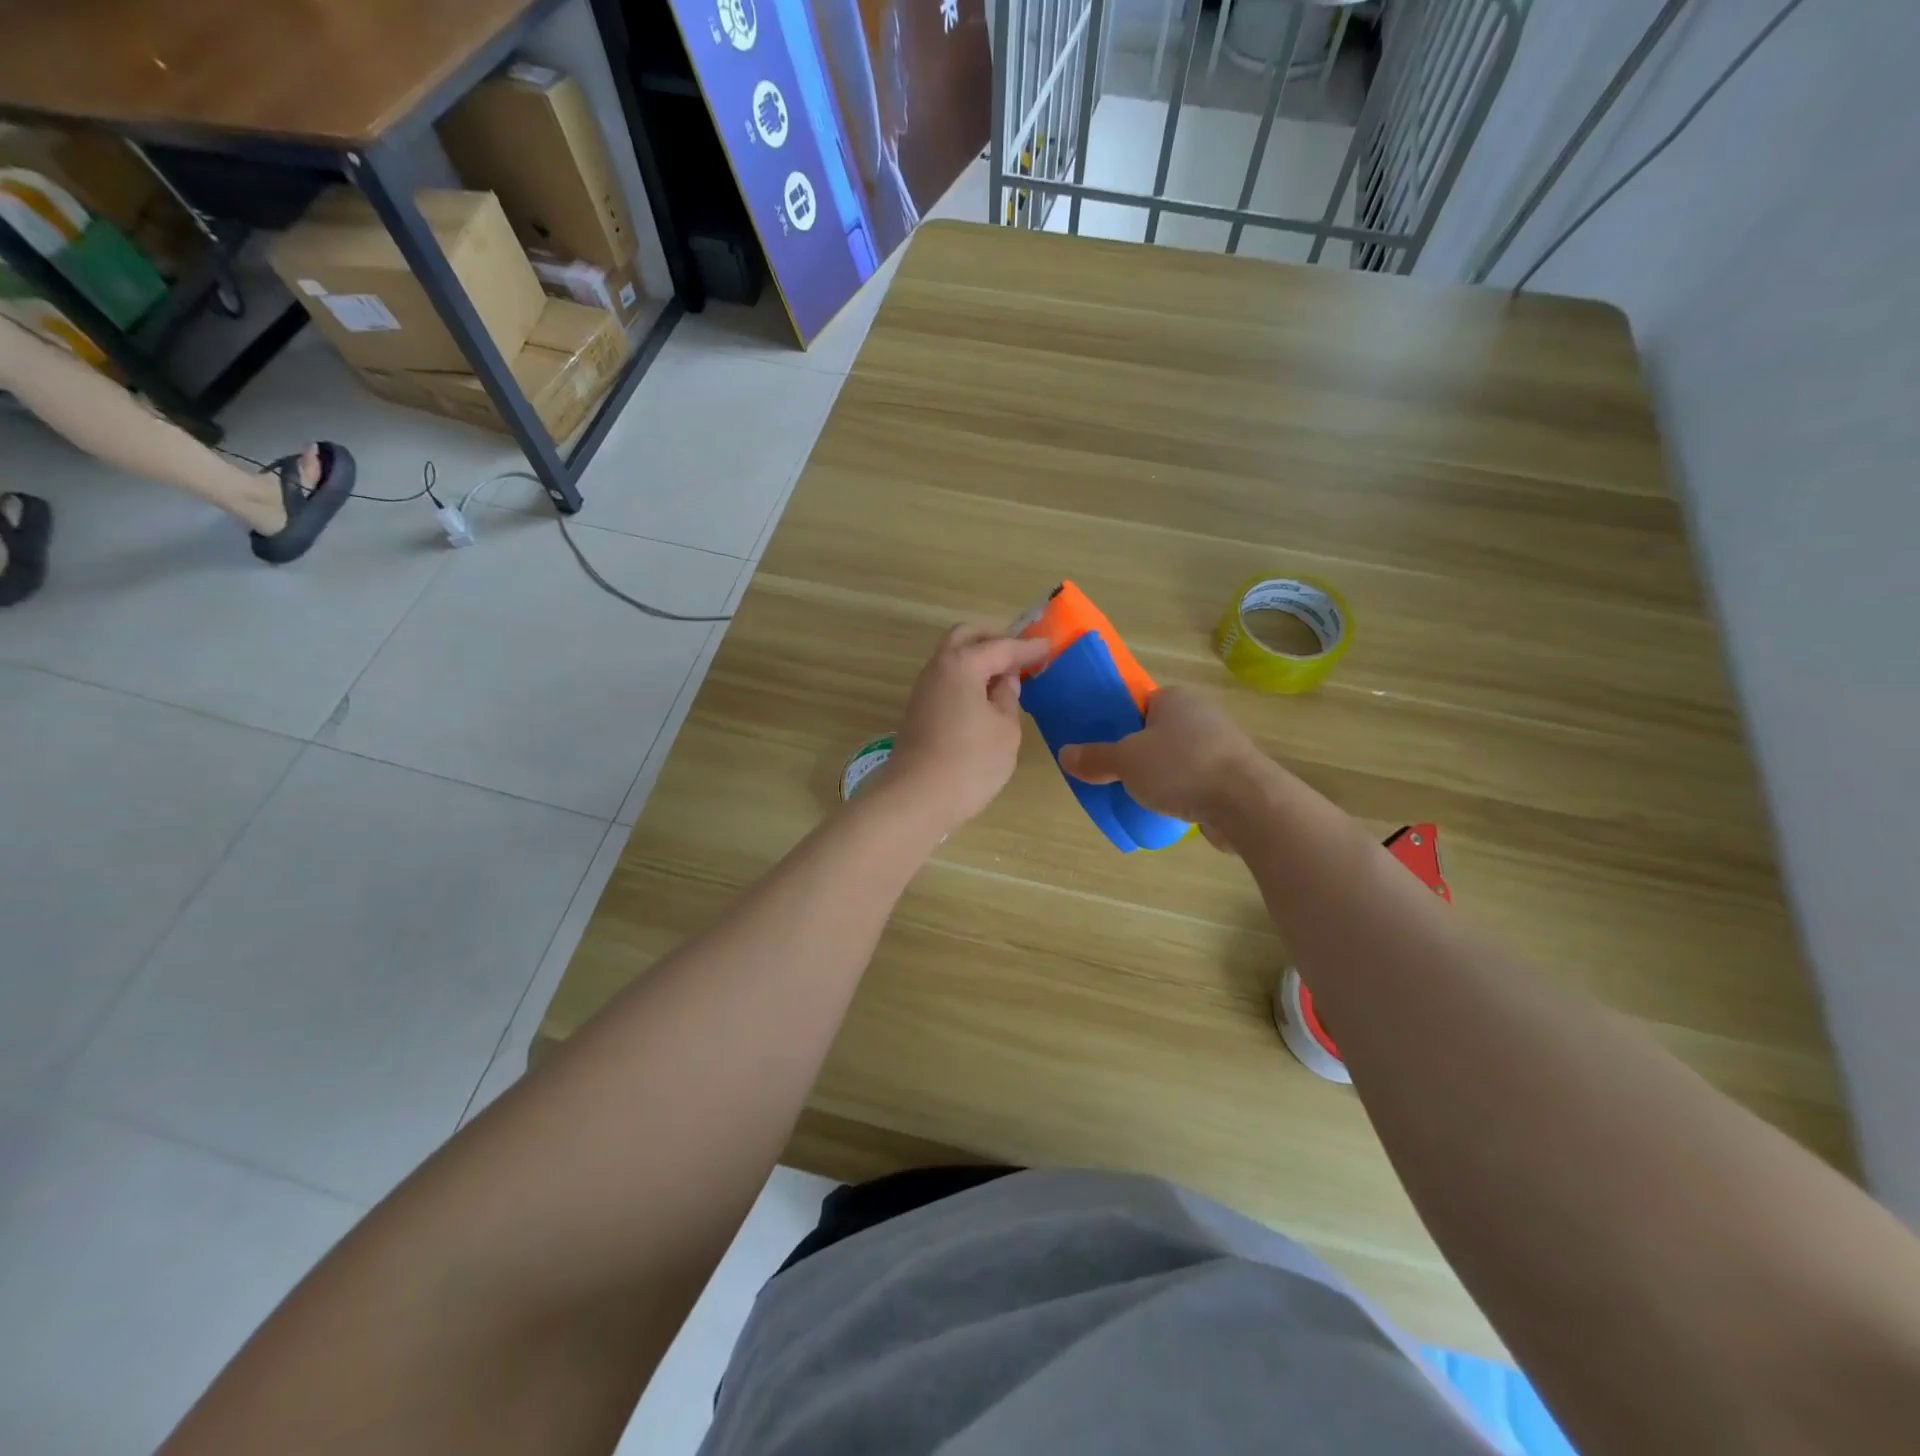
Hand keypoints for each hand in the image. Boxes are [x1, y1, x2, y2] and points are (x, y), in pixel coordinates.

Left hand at [881, 625, 1050, 833]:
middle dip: (994, 638)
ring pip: (952, 657)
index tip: (1048, 645)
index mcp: (962, 665)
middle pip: (966, 637)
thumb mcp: (1005, 730)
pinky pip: (947, 679)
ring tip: (1006, 675)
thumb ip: (1008, 699)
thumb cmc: (970, 763)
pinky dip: (967, 676)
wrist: (916, 798)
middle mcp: (938, 668)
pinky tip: (985, 696)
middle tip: (1020, 652)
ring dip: (978, 657)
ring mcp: (924, 689)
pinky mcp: (919, 710)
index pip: (1001, 647)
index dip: (1027, 647)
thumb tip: (1004, 683)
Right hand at [1059, 686, 1274, 849]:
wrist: (1247, 804)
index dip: (1118, 724)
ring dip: (1159, 776)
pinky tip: (1165, 810)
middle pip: (1156, 732)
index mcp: (1176, 698)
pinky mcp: (1232, 776)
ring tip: (1135, 796)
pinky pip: (1194, 780)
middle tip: (1113, 774)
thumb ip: (1095, 758)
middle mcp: (1201, 715)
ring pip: (1176, 758)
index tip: (1102, 747)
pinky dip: (1180, 793)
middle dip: (1136, 754)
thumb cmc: (1181, 767)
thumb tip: (1065, 755)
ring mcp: (1221, 746)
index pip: (1139, 704)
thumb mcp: (1126, 761)